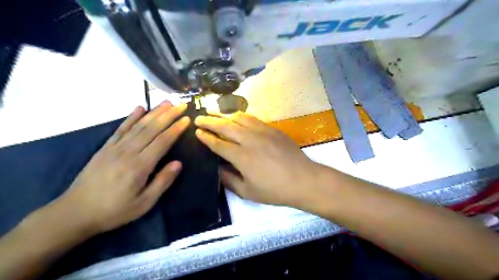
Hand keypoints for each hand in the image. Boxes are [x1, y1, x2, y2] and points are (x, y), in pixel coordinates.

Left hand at [56, 102, 190, 232]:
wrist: (75, 212)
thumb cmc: (115, 210)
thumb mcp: (144, 203)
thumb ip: (162, 182)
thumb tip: (178, 163)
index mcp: (140, 166)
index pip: (162, 141)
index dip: (176, 129)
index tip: (187, 119)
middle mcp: (128, 152)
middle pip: (152, 129)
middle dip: (168, 115)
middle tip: (181, 104)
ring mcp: (115, 147)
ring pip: (138, 125)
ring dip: (154, 112)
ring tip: (166, 102)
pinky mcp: (106, 147)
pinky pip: (121, 129)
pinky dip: (131, 117)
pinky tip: (139, 108)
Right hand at [195, 110, 319, 206]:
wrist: (303, 180)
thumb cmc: (275, 190)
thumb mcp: (248, 192)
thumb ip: (229, 180)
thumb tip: (217, 169)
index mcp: (241, 157)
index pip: (218, 143)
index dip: (206, 137)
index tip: (197, 131)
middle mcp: (250, 140)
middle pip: (225, 126)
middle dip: (210, 121)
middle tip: (199, 117)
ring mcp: (262, 131)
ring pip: (239, 118)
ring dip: (224, 114)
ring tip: (214, 112)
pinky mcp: (273, 129)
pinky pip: (253, 118)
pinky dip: (241, 116)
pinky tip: (237, 116)